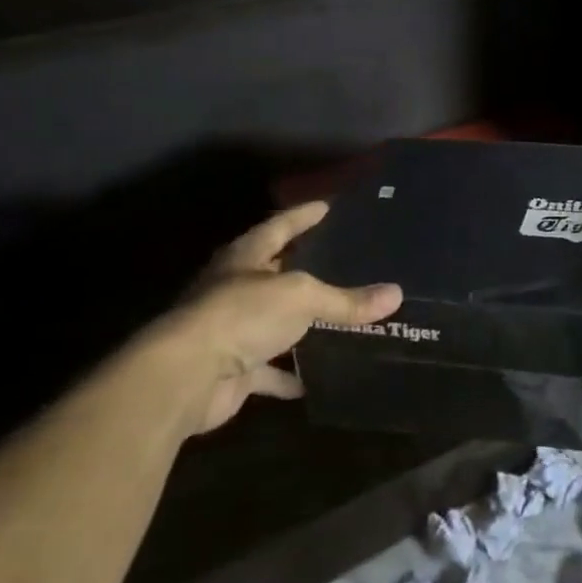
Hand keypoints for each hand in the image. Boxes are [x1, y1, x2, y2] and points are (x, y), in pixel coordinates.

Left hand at [150, 202, 401, 435]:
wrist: (186, 376)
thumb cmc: (241, 315)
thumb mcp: (302, 297)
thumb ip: (346, 300)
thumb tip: (395, 295)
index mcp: (246, 257)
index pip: (280, 225)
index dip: (304, 215)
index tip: (328, 206)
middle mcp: (236, 288)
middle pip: (276, 272)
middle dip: (305, 268)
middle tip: (344, 259)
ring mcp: (232, 330)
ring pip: (275, 322)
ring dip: (300, 323)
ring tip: (341, 316)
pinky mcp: (233, 369)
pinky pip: (270, 370)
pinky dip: (291, 374)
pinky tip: (318, 377)